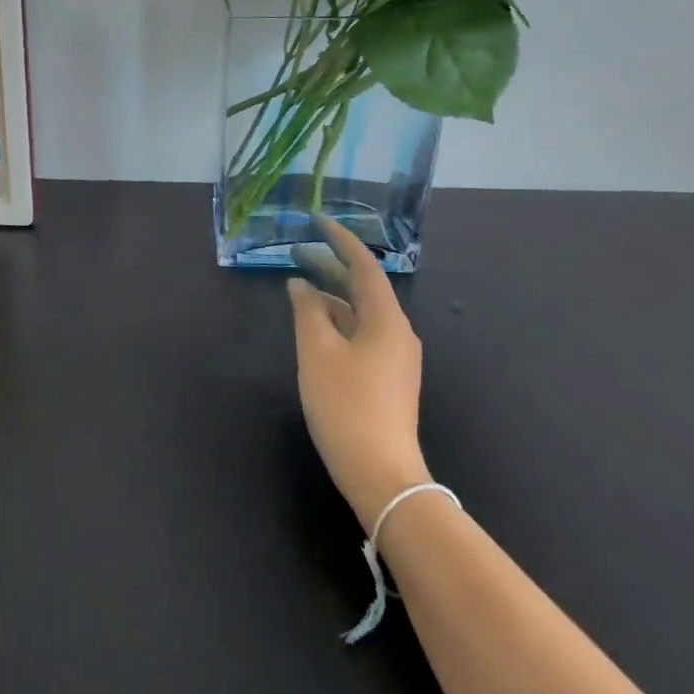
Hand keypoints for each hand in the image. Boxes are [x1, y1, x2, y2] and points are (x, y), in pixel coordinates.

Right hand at [287, 220, 429, 530]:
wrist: (380, 472)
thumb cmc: (346, 404)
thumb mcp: (317, 351)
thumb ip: (307, 311)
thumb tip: (300, 284)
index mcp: (386, 319)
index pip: (363, 265)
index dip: (340, 240)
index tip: (316, 221)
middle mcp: (397, 331)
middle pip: (363, 287)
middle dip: (331, 266)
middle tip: (296, 251)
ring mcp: (395, 357)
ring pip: (360, 312)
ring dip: (331, 296)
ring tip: (298, 287)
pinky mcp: (388, 378)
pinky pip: (361, 334)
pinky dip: (337, 321)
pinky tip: (314, 327)